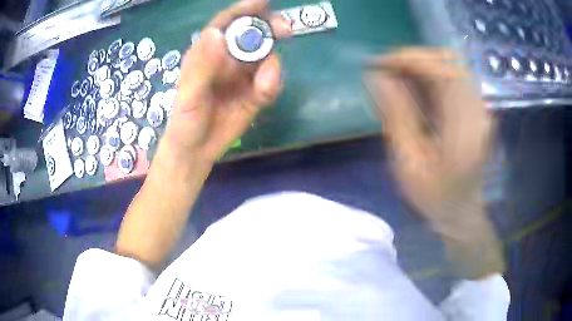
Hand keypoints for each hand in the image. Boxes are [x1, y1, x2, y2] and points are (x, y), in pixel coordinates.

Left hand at [164, 0, 291, 163]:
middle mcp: (227, 58)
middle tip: (285, 30)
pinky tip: (264, 93)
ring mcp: (243, 75)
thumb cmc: (185, 121)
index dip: (244, 10)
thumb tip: (218, 34)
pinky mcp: (255, 93)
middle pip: (251, 35)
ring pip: (266, 57)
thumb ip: (203, 67)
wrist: (196, 150)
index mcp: (207, 53)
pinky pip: (270, 82)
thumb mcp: (189, 95)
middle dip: (269, 29)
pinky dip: (273, 84)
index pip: (226, 24)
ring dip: (272, 61)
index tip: (263, 2)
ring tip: (263, 82)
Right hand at [365, 49, 503, 277]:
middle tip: (386, 72)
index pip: (443, 72)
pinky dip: (430, 76)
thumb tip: (378, 78)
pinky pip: (453, 78)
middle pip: (450, 61)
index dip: (410, 60)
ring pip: (451, 66)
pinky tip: (413, 90)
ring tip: (396, 80)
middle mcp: (479, 112)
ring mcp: (480, 108)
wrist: (461, 212)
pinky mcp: (476, 108)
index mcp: (465, 130)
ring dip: (421, 66)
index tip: (379, 64)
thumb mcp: (408, 163)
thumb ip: (396, 117)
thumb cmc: (434, 197)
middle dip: (414, 59)